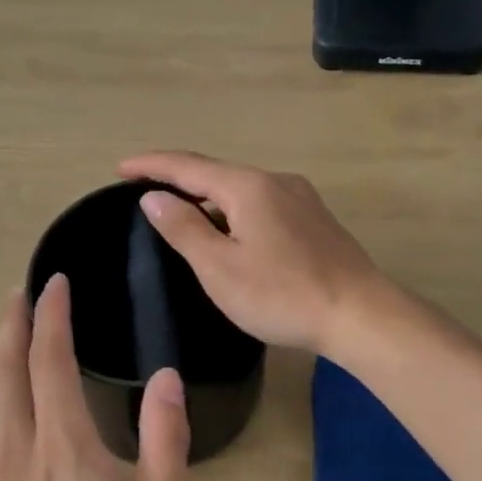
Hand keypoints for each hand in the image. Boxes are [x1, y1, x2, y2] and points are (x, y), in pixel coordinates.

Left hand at [0, 276, 189, 480]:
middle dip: (12, 321)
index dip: (51, 316)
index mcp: (63, 447)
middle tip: (21, 290)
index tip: (54, 282)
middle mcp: (17, 450)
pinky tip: (21, 410)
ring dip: (6, 357)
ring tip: (21, 336)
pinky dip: (5, 397)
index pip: (49, 360)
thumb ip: (166, 444)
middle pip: (6, 368)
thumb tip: (166, 378)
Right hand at [118, 151, 390, 354]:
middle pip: (215, 174)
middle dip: (178, 180)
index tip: (120, 168)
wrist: (361, 315)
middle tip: (145, 192)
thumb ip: (184, 228)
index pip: (187, 166)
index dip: (151, 165)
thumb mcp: (220, 267)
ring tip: (182, 214)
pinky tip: (230, 232)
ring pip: (241, 189)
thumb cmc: (282, 294)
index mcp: (248, 186)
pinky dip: (233, 210)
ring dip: (207, 197)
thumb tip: (153, 196)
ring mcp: (300, 198)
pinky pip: (261, 203)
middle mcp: (275, 181)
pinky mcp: (314, 219)